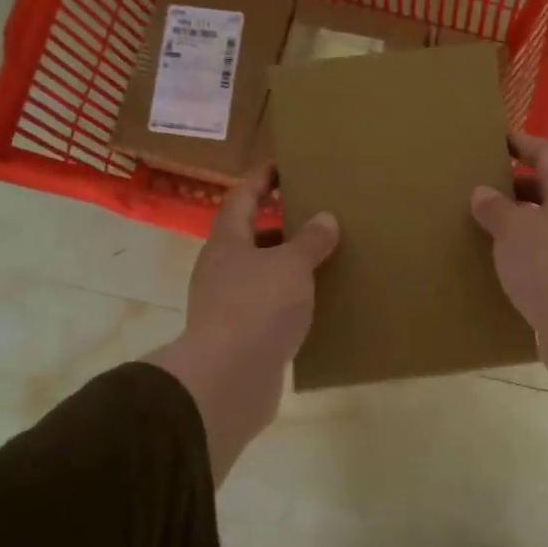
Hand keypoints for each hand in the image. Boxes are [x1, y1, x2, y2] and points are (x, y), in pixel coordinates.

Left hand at [145, 167, 338, 482]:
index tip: (283, 167)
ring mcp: (227, 304)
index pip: (241, 197)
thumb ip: (310, 241)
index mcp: (227, 242)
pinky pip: (268, 307)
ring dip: (287, 266)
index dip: (261, 180)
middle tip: (316, 217)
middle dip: (281, 226)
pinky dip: (289, 300)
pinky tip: (315, 304)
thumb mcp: (291, 265)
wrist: (228, 379)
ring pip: (260, 274)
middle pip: (250, 237)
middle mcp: (221, 269)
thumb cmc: (258, 307)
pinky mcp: (239, 336)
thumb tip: (325, 218)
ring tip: (323, 260)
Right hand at [470, 134, 547, 443]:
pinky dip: (521, 251)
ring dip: (516, 221)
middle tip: (478, 185)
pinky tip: (496, 262)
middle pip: (547, 187)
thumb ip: (495, 208)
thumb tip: (483, 193)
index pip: (547, 153)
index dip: (522, 142)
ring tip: (480, 224)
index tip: (495, 139)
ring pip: (543, 223)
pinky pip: (543, 254)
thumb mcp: (513, 229)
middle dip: (514, 184)